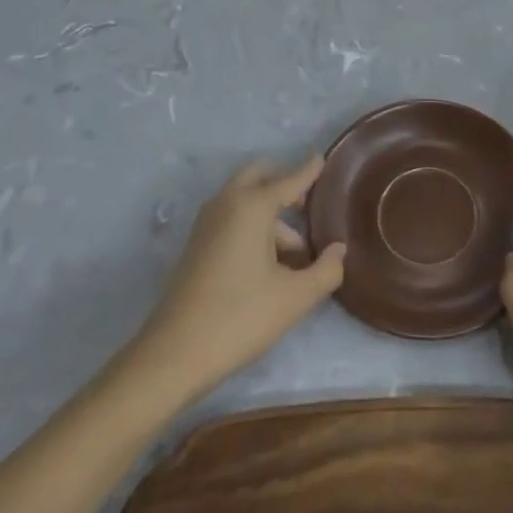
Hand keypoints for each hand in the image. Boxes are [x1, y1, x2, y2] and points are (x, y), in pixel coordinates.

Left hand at [127, 155, 345, 404]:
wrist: (174, 354)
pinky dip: (252, 225)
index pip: (289, 180)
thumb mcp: (295, 297)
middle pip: (258, 176)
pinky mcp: (197, 245)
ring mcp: (207, 224)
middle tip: (307, 204)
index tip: (321, 158)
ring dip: (270, 213)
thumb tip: (338, 250)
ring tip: (296, 253)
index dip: (309, 170)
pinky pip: (231, 218)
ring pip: (244, 200)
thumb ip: (326, 270)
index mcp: (252, 206)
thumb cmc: (241, 316)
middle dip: (283, 182)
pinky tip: (269, 263)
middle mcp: (227, 204)